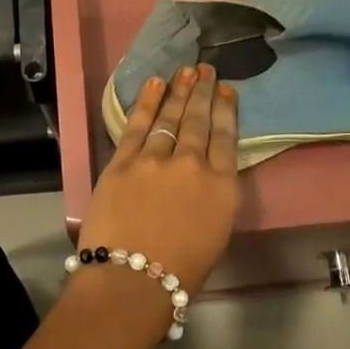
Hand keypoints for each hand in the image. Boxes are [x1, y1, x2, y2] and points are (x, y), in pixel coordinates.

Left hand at [77, 65, 240, 293]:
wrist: (133, 278)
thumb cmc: (181, 271)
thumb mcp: (216, 234)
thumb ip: (214, 197)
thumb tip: (207, 178)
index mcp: (222, 186)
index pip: (227, 139)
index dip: (226, 111)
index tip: (226, 90)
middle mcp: (192, 164)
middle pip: (198, 121)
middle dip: (202, 92)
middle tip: (205, 69)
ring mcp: (155, 159)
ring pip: (169, 117)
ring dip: (178, 91)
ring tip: (185, 71)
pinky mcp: (123, 162)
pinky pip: (137, 125)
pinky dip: (147, 102)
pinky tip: (154, 83)